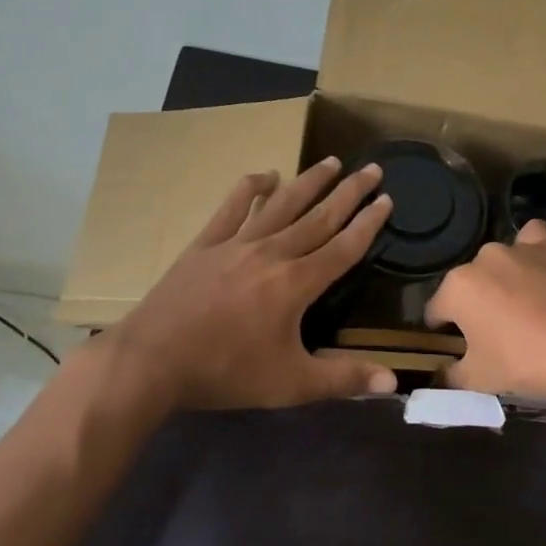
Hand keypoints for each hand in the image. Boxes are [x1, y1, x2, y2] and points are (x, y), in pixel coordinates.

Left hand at [102, 158, 396, 410]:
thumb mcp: (290, 384)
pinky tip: (265, 176)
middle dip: (349, 193)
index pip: (343, 247)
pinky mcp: (205, 245)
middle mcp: (271, 253)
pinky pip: (232, 208)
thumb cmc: (225, 372)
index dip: (368, 224)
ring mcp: (235, 244)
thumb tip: (393, 381)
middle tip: (372, 168)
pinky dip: (250, 188)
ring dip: (308, 182)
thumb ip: (343, 378)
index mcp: (296, 283)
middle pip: (318, 217)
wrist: (151, 361)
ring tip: (330, 161)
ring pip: (280, 204)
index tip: (387, 199)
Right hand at [424, 220, 545, 401]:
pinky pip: (535, 240)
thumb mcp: (480, 380)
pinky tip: (542, 272)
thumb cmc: (527, 362)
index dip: (441, 329)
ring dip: (504, 278)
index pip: (437, 309)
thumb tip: (441, 375)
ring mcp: (522, 249)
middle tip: (495, 333)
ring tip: (522, 305)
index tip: (453, 346)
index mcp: (459, 288)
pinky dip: (534, 252)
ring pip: (501, 260)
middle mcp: (485, 259)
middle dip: (476, 304)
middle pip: (470, 283)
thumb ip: (452, 375)